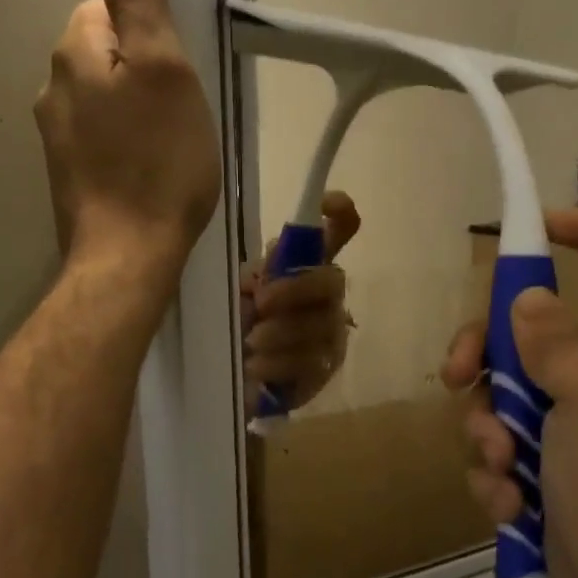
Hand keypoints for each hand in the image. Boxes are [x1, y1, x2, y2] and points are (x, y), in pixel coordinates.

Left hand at [34, 0, 220, 281]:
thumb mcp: (164, 70)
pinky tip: (150, 171)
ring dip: (136, 110)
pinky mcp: (68, 175)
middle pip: (105, 54)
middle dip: (144, 71)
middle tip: (183, 110)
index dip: (150, 30)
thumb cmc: (158, 161)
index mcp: (74, 53)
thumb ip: (140, 2)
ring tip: (172, 145)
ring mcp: (55, 137)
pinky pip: (102, 138)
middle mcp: (52, 88)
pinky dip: (126, 144)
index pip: (107, 7)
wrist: (128, 255)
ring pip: (104, 99)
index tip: (180, 67)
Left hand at [240, 191, 359, 412]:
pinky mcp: (326, 369)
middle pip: (332, 279)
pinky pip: (310, 363)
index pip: (340, 231)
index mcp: (307, 266)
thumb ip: (259, 273)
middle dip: (296, 289)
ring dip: (281, 332)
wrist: (237, 374)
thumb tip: (270, 268)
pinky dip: (278, 363)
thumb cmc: (240, 322)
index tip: (327, 203)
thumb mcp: (241, 290)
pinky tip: (254, 367)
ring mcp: (332, 333)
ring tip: (250, 342)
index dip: (340, 213)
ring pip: (320, 325)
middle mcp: (328, 295)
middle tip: (261, 302)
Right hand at [442, 209, 577, 577]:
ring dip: (488, 430)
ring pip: (500, 390)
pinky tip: (510, 502)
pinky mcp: (537, 458)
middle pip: (529, 327)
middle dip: (486, 354)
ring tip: (504, 468)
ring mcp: (564, 417)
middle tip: (457, 375)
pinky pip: (497, 440)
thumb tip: (527, 295)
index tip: (536, 228)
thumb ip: (558, 344)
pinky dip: (495, 470)